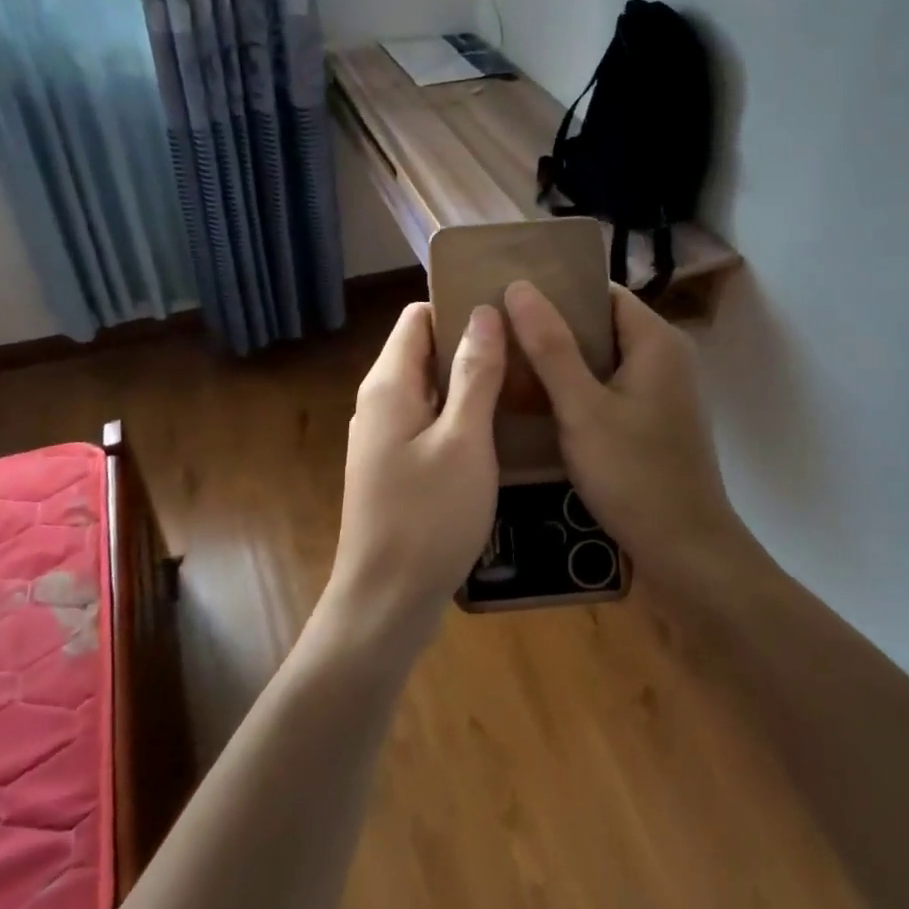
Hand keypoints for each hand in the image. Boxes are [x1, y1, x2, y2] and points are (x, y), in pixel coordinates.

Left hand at [318, 301, 504, 659]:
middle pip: (425, 351)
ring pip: (431, 389)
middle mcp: (380, 402)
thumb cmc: (427, 517)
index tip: (508, 309)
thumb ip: (474, 373)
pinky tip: (500, 427)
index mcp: (388, 385)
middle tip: (528, 345)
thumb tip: (484, 312)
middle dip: (472, 343)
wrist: (386, 602)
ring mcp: (386, 438)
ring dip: (471, 381)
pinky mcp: (397, 468)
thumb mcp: (463, 440)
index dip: (459, 306)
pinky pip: (431, 423)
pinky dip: (462, 415)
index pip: (418, 317)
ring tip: (524, 380)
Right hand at [504, 281, 740, 562]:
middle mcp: (666, 356)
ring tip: (510, 361)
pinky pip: (610, 386)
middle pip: (602, 323)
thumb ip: (550, 347)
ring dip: (563, 359)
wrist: (686, 550)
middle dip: (554, 326)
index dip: (558, 289)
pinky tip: (541, 401)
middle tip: (500, 331)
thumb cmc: (634, 474)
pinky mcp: (655, 419)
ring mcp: (663, 390)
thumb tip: (519, 287)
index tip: (510, 296)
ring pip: (604, 358)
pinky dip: (579, 387)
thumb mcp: (582, 409)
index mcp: (656, 341)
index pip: (602, 292)